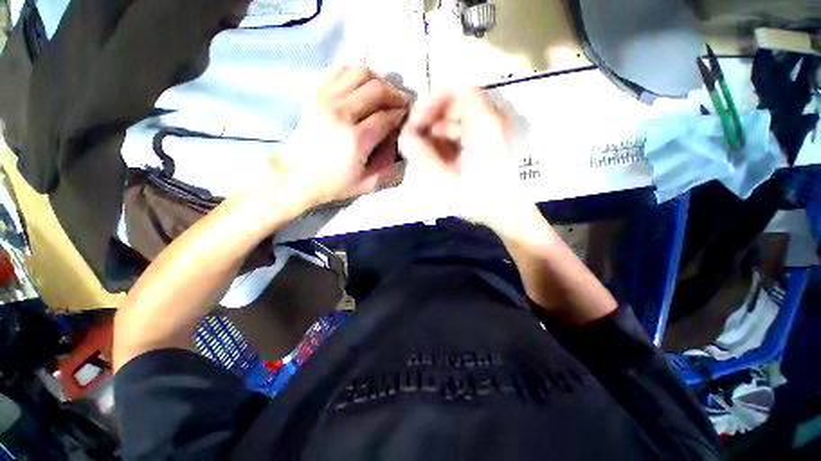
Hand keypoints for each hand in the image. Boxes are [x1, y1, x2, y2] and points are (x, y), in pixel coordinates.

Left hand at [262, 66, 408, 210]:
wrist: (297, 176)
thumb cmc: (334, 183)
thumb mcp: (368, 184)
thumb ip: (390, 168)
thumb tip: (402, 144)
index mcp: (355, 140)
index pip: (387, 116)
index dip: (401, 115)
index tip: (407, 118)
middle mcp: (341, 114)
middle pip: (377, 90)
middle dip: (395, 96)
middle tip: (401, 105)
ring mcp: (326, 101)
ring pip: (360, 74)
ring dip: (378, 81)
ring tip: (384, 94)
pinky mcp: (316, 95)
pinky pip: (340, 71)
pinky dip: (356, 74)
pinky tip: (363, 87)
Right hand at [399, 87, 530, 232]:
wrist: (507, 214)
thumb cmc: (479, 198)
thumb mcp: (445, 180)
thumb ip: (422, 157)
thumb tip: (404, 139)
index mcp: (483, 123)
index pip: (456, 89)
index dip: (432, 101)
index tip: (417, 123)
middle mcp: (489, 121)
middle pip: (454, 106)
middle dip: (430, 121)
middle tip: (414, 142)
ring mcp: (490, 133)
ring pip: (457, 121)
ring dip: (437, 134)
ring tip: (423, 155)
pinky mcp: (488, 144)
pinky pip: (463, 134)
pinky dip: (447, 143)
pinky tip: (438, 160)